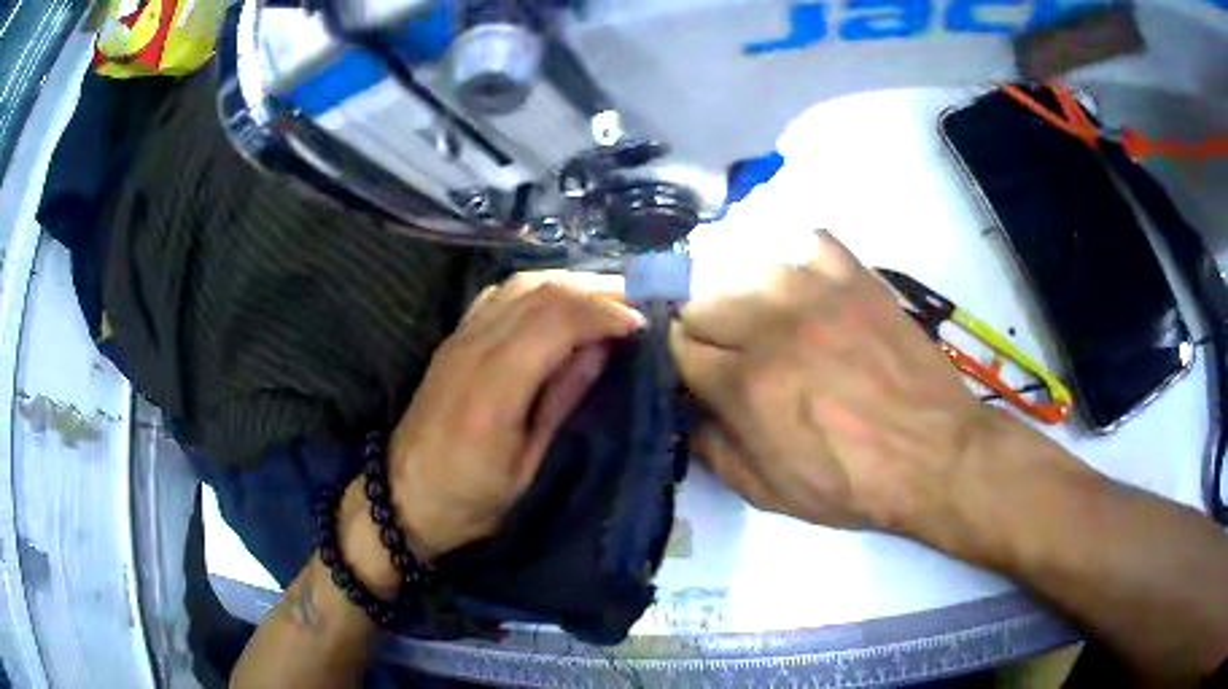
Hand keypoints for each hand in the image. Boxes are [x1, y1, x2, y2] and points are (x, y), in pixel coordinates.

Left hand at [385, 271, 643, 561]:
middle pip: (541, 292)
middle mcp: (473, 349)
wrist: (402, 498)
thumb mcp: (527, 465)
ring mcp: (458, 338)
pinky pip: (499, 295)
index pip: (556, 322)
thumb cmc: (471, 499)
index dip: (604, 313)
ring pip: (520, 285)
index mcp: (493, 389)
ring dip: (569, 283)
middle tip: (638, 300)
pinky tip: (559, 303)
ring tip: (607, 298)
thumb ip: (561, 400)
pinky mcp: (453, 339)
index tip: (642, 324)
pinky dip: (538, 289)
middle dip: (596, 289)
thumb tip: (600, 349)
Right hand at [670, 231, 995, 533]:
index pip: (678, 347)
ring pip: (745, 263)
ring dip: (740, 290)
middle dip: (702, 327)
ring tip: (758, 313)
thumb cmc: (853, 484)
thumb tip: (686, 415)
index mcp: (746, 385)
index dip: (679, 361)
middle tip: (725, 349)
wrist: (936, 455)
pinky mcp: (857, 279)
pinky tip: (800, 280)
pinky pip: (808, 240)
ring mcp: (818, 294)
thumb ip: (713, 452)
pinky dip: (794, 254)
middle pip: (701, 300)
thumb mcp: (769, 493)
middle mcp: (772, 328)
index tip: (694, 372)